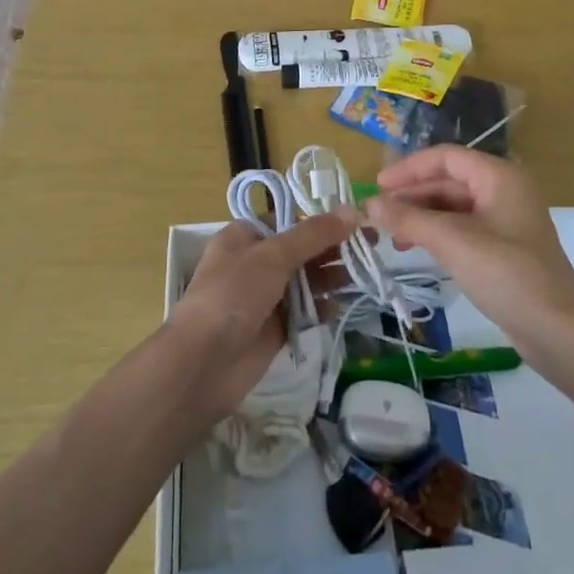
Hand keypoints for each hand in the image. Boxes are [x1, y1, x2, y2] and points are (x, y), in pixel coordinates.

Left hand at [168, 213, 353, 421]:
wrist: (203, 363)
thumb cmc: (233, 295)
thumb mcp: (272, 256)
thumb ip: (313, 235)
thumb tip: (351, 211)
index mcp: (245, 237)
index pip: (288, 220)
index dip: (320, 220)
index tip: (354, 221)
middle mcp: (254, 264)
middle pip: (300, 250)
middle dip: (332, 248)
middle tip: (370, 245)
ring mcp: (264, 297)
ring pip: (305, 280)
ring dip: (331, 276)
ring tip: (361, 274)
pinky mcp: (274, 329)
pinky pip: (304, 311)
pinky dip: (321, 307)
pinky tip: (339, 305)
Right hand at [366, 147, 573, 359]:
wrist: (557, 330)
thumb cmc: (506, 274)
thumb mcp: (452, 242)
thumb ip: (408, 219)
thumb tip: (369, 204)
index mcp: (498, 176)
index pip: (445, 157)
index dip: (409, 168)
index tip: (377, 186)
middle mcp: (504, 190)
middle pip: (448, 181)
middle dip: (412, 196)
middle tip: (378, 215)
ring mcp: (505, 220)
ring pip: (453, 207)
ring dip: (421, 216)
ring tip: (392, 235)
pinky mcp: (504, 247)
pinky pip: (462, 228)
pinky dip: (437, 234)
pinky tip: (416, 249)